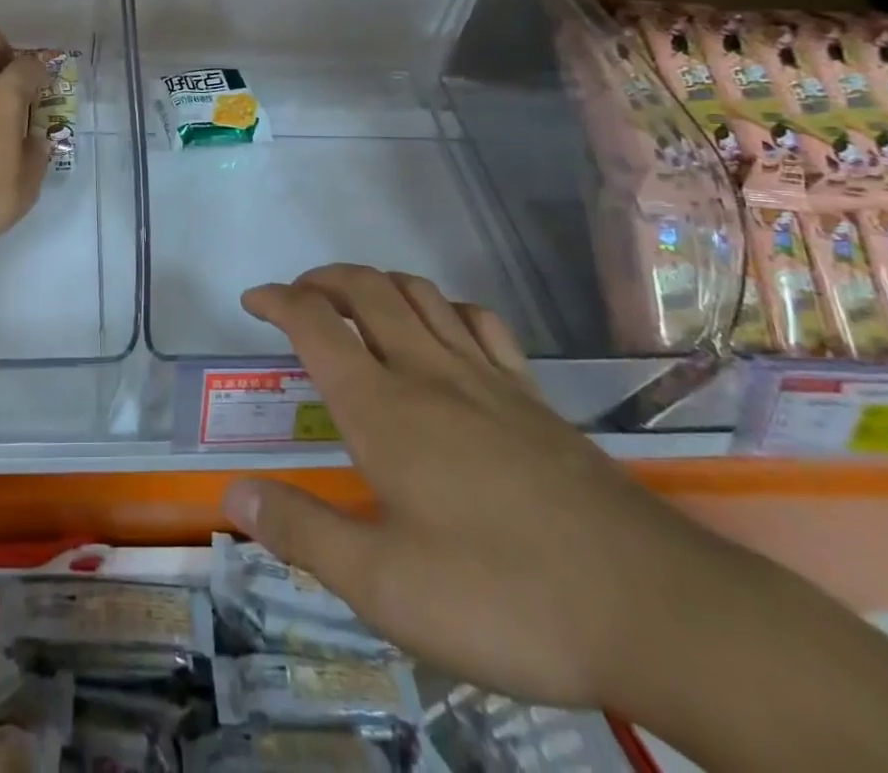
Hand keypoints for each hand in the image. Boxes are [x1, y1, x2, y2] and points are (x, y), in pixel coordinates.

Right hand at [222, 264, 759, 709]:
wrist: (652, 607)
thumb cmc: (502, 596)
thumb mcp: (383, 585)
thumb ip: (302, 533)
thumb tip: (234, 494)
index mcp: (382, 407)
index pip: (315, 324)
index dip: (277, 300)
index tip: (252, 300)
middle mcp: (427, 371)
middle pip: (366, 289)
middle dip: (323, 278)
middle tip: (298, 295)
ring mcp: (485, 376)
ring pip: (419, 294)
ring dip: (377, 282)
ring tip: (356, 301)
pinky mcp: (530, 395)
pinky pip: (478, 321)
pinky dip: (443, 306)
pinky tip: (442, 327)